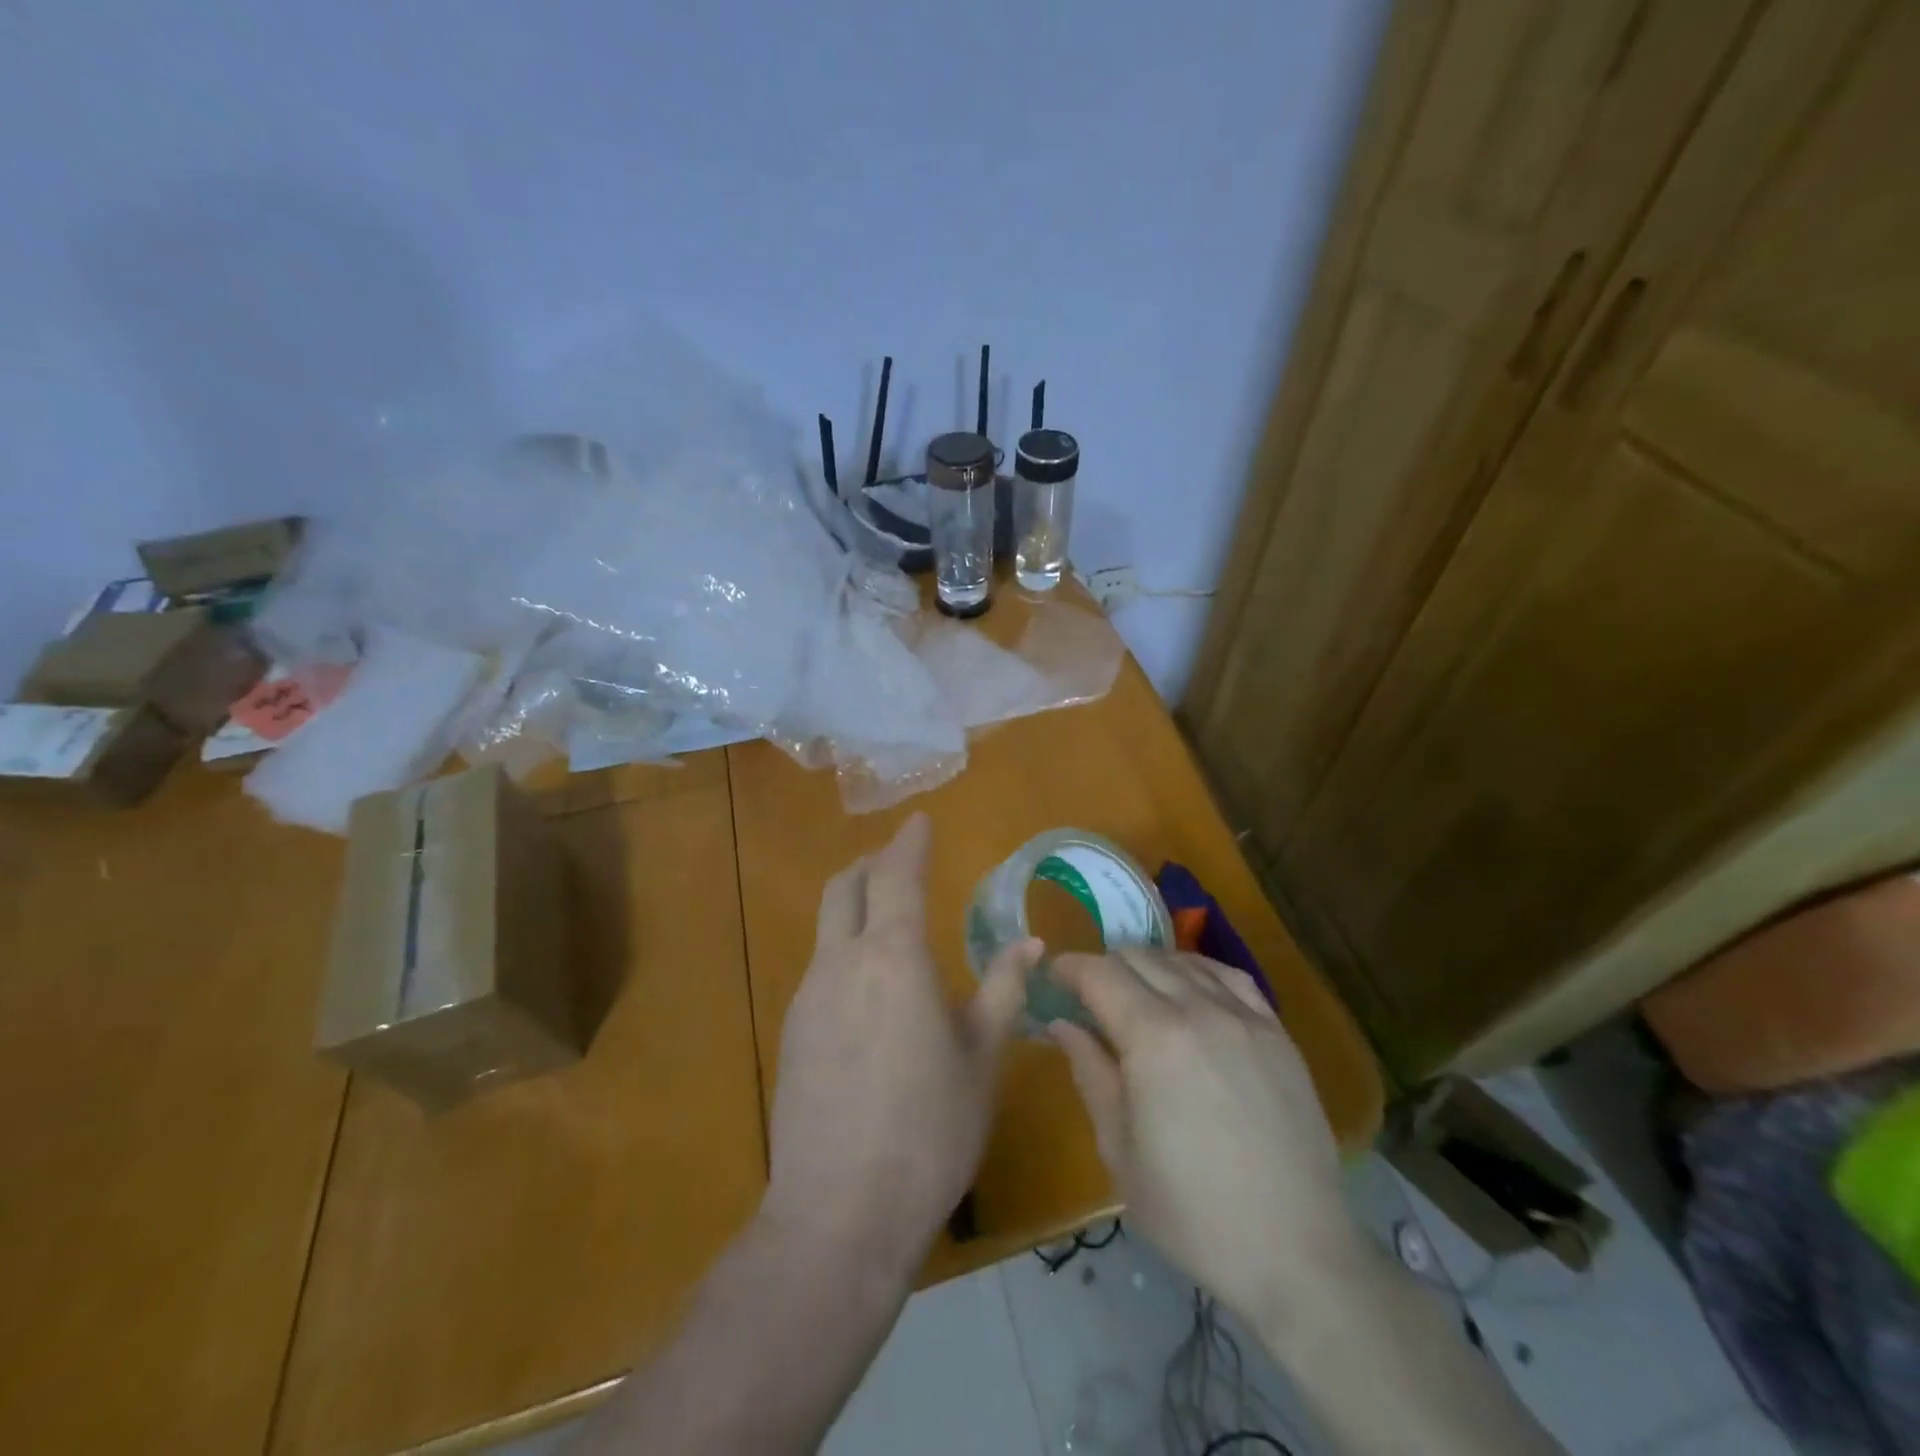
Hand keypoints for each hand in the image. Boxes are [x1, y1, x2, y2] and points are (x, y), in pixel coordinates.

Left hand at [761, 813, 1040, 1283]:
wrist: (838, 1213)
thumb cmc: (928, 1131)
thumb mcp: (981, 1060)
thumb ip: (1003, 990)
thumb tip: (1030, 944)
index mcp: (893, 958)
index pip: (897, 875)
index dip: (909, 842)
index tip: (921, 820)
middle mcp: (842, 963)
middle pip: (846, 888)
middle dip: (872, 863)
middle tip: (901, 858)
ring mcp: (808, 997)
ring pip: (828, 926)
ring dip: (856, 904)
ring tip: (889, 915)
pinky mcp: (792, 1032)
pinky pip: (821, 967)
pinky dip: (845, 947)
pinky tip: (870, 984)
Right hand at [1048, 948, 1359, 1327]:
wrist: (1295, 1251)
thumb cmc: (1191, 1211)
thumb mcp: (1119, 1149)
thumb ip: (1089, 1072)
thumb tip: (1062, 1024)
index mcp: (1153, 1038)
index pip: (1099, 974)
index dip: (1069, 968)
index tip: (1052, 978)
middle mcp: (1198, 1010)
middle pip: (1138, 959)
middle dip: (1103, 968)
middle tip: (1087, 996)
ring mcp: (1244, 1017)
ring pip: (1182, 962)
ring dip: (1147, 967)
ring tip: (1134, 993)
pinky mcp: (1277, 1032)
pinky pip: (1230, 976)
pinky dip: (1196, 970)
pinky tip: (1188, 987)